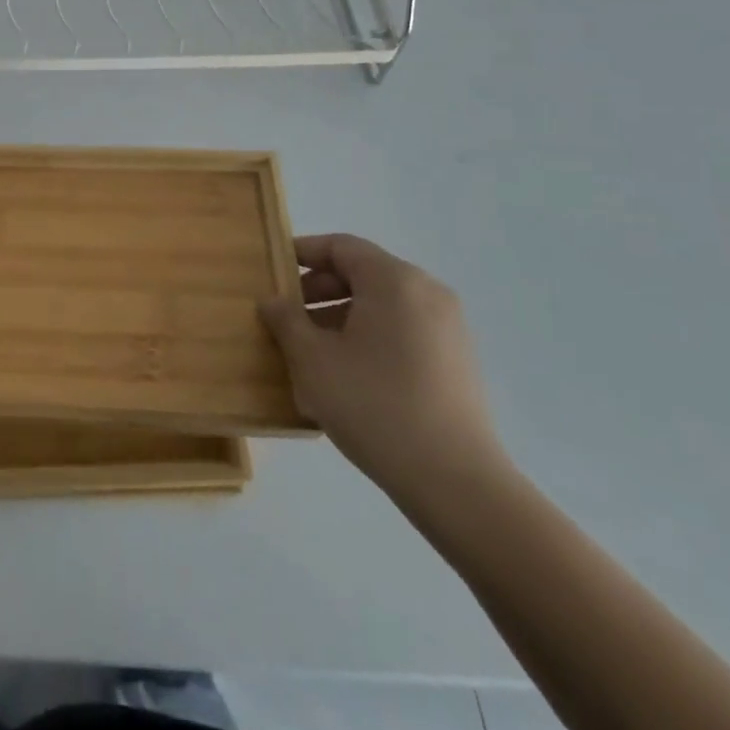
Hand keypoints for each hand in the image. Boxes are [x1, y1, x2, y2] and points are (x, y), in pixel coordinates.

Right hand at [260, 233, 506, 505]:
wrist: (456, 483)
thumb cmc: (374, 405)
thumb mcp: (313, 360)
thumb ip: (286, 320)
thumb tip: (274, 301)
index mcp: (394, 281)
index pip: (341, 247)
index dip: (302, 252)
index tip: (273, 269)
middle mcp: (427, 293)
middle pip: (363, 273)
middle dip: (319, 289)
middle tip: (286, 316)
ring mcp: (448, 329)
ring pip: (382, 305)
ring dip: (341, 316)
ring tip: (310, 350)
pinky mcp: (457, 362)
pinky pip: (402, 330)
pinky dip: (369, 336)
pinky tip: (346, 374)